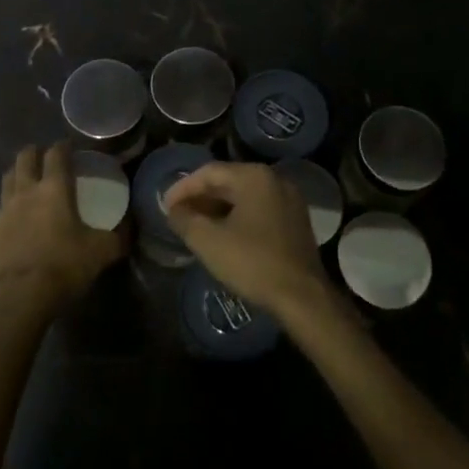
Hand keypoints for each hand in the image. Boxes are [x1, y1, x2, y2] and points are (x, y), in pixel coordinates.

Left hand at [0, 143, 125, 309]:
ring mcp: (5, 210)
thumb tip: (129, 228)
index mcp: (54, 188)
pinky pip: (0, 210)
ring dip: (18, 174)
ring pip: (8, 178)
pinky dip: (9, 207)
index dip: (63, 146)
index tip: (69, 147)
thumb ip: (118, 237)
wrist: (22, 295)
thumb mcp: (102, 252)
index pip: (56, 154)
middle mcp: (26, 191)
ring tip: (28, 181)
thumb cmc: (64, 265)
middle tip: (45, 158)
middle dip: (35, 152)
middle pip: (25, 157)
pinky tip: (17, 219)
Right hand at [162, 162, 330, 315]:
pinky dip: (238, 216)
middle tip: (178, 215)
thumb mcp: (209, 241)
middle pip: (228, 180)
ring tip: (197, 225)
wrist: (302, 296)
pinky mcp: (295, 219)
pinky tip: (224, 233)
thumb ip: (185, 220)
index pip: (209, 172)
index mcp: (254, 176)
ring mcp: (289, 199)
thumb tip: (174, 210)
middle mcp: (274, 179)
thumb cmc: (253, 263)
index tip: (166, 206)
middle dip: (200, 197)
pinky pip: (259, 208)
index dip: (183, 187)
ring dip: (218, 207)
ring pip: (244, 195)